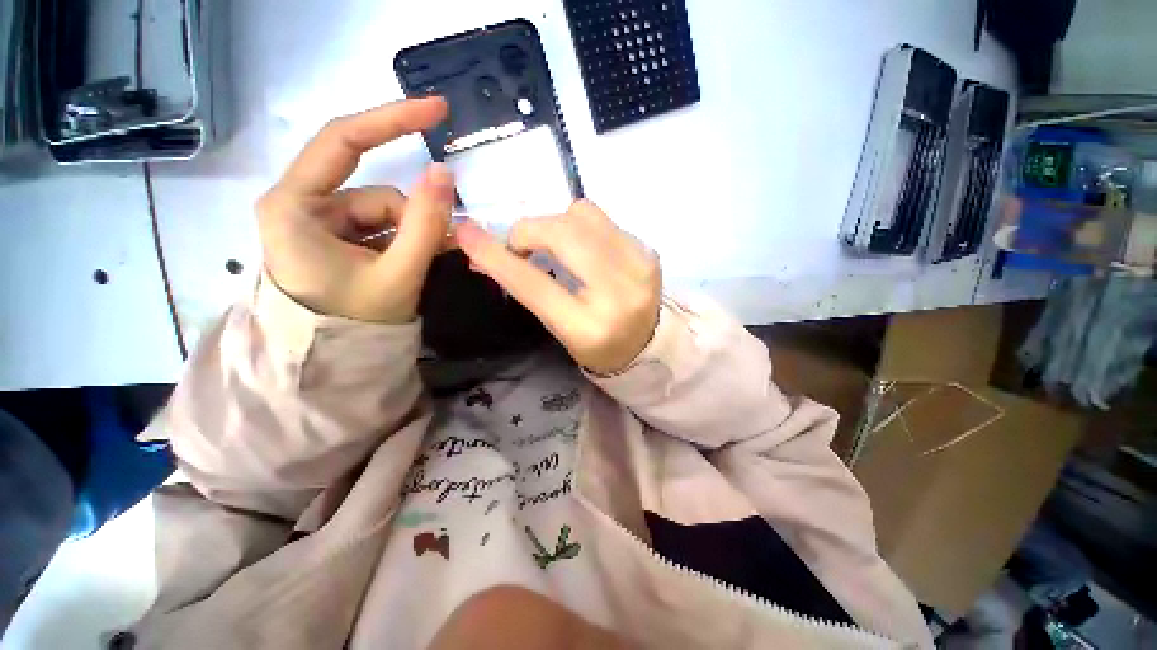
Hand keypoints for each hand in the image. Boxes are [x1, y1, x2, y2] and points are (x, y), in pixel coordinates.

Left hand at [256, 97, 452, 322]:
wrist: (332, 366)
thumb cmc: (354, 323)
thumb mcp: (397, 273)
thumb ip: (423, 223)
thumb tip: (444, 173)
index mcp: (295, 206)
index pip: (344, 141)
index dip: (393, 120)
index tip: (437, 111)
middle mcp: (301, 206)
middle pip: (374, 193)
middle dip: (413, 218)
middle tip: (443, 245)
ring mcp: (318, 224)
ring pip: (383, 215)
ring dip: (412, 235)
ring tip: (427, 263)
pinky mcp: (334, 240)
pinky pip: (380, 229)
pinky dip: (404, 242)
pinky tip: (416, 260)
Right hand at [455, 200, 660, 374]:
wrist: (647, 343)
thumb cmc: (595, 342)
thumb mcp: (558, 326)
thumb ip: (527, 288)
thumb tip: (490, 252)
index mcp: (587, 327)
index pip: (534, 285)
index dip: (497, 256)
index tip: (467, 233)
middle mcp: (618, 294)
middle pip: (562, 234)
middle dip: (530, 231)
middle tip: (522, 246)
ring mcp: (639, 267)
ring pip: (582, 214)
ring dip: (558, 224)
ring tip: (559, 248)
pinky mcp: (648, 252)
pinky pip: (602, 219)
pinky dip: (582, 227)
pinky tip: (586, 250)